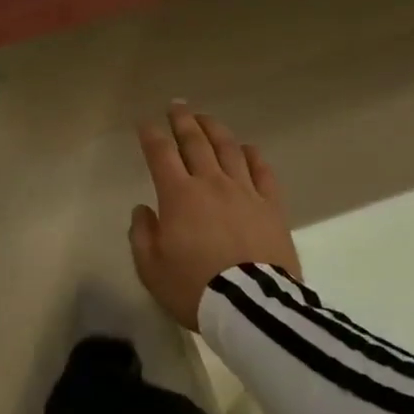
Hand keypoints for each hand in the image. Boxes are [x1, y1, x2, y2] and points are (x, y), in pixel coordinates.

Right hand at [129, 102, 300, 331]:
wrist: (252, 308)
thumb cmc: (194, 288)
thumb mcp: (151, 268)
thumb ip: (142, 234)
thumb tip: (144, 210)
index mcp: (178, 195)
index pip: (161, 154)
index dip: (151, 135)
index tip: (145, 122)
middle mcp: (211, 183)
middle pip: (195, 142)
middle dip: (183, 120)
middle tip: (176, 105)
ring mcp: (245, 192)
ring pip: (229, 149)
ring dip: (215, 129)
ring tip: (206, 118)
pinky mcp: (272, 206)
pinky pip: (263, 172)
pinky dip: (253, 156)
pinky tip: (248, 149)